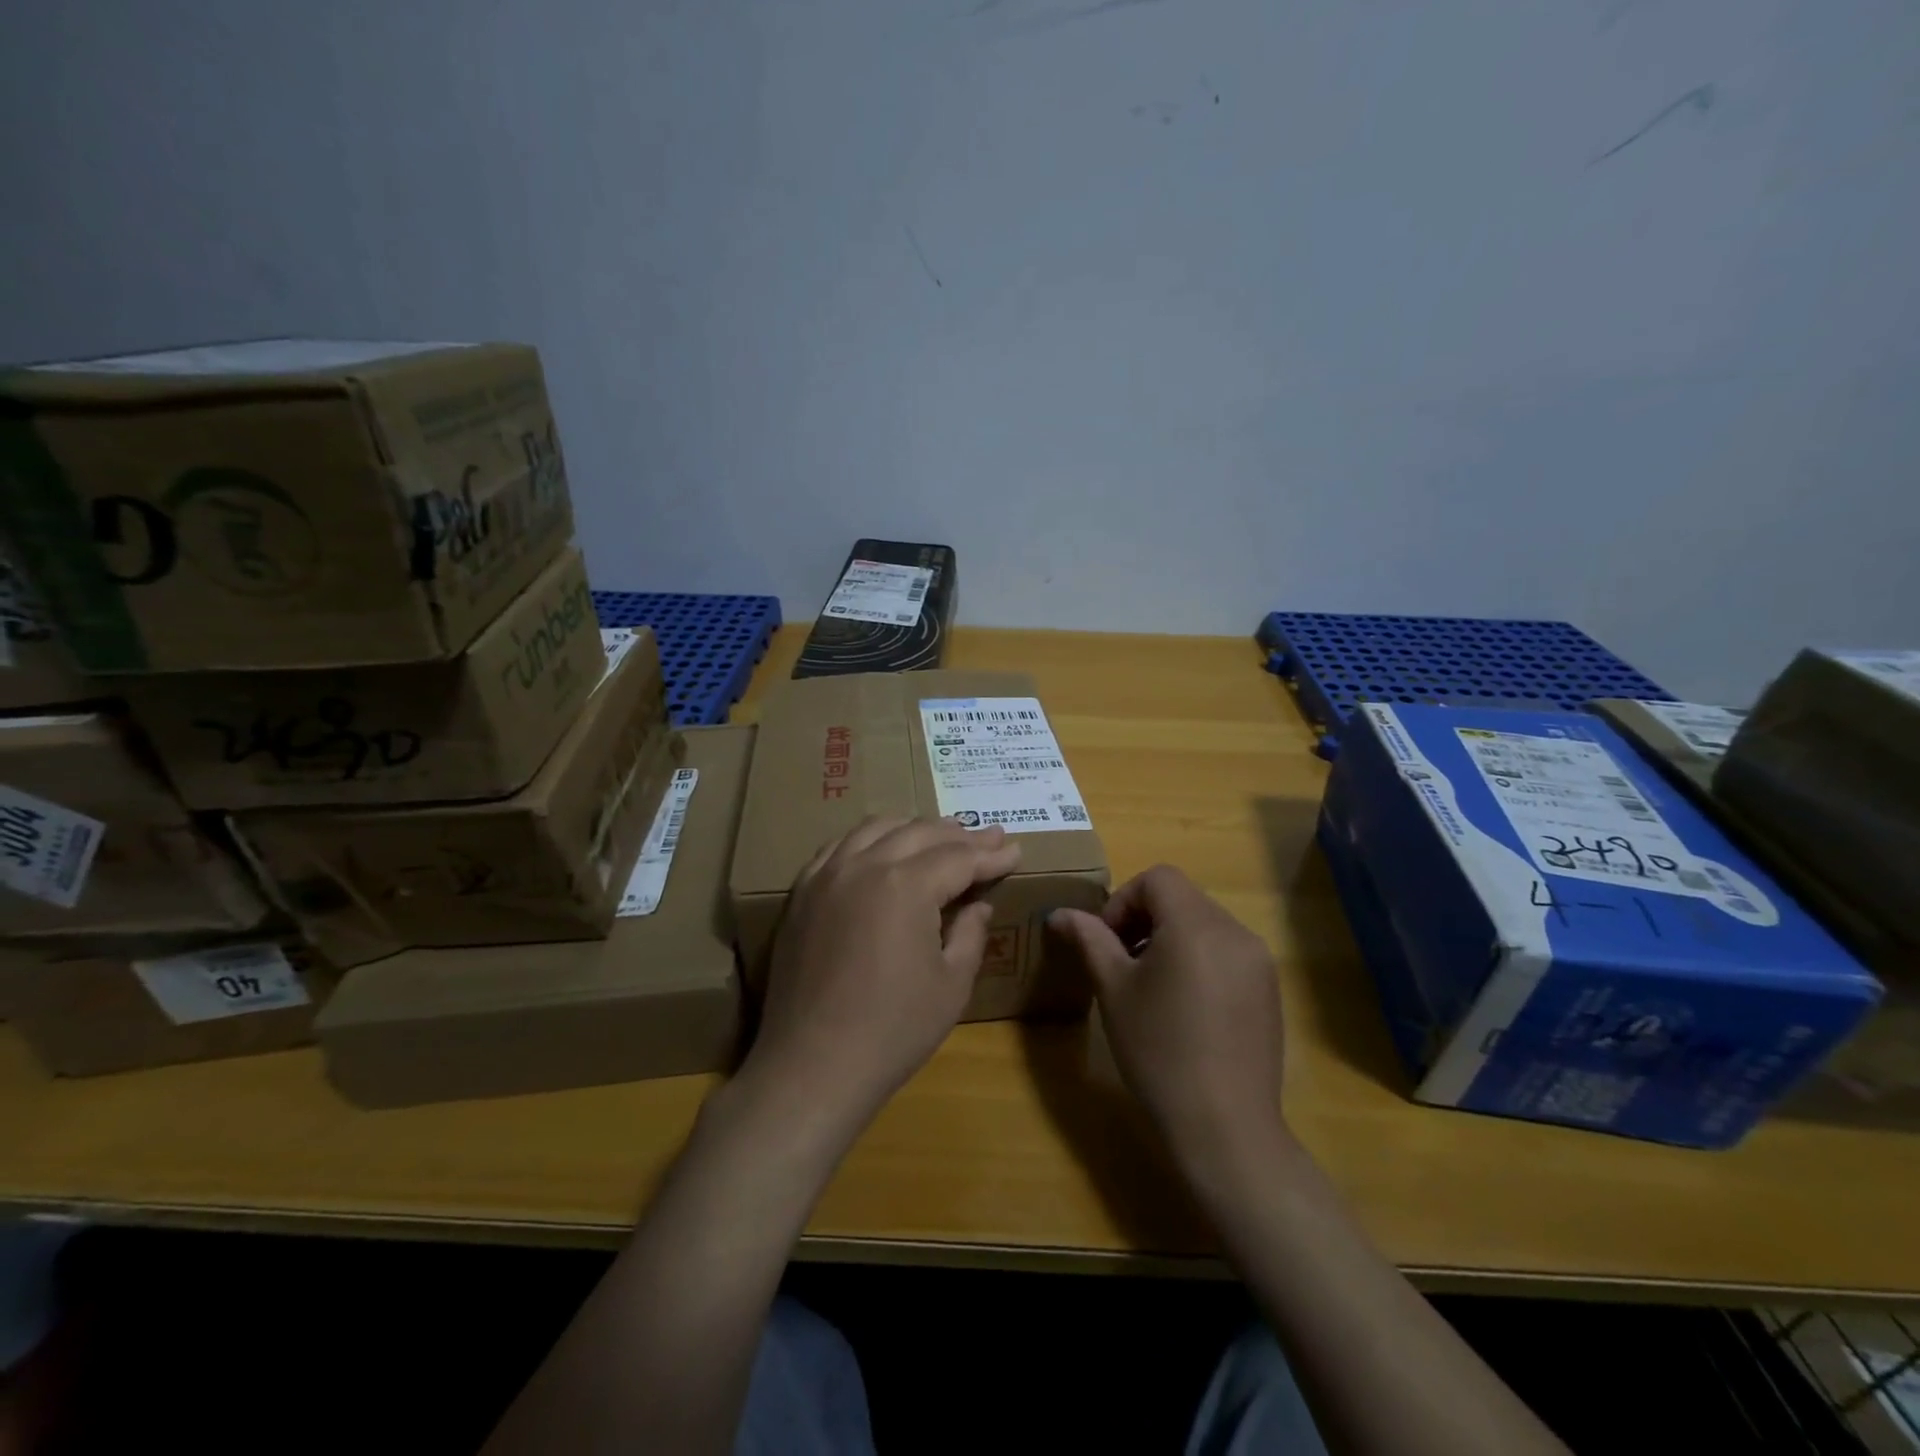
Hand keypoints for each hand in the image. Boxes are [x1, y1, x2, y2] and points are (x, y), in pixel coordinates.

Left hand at [745, 817, 1020, 1128]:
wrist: (812, 1066)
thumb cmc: (892, 1031)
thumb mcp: (951, 985)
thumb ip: (970, 933)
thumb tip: (978, 904)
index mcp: (906, 885)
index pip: (959, 857)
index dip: (992, 855)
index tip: (1016, 850)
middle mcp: (864, 865)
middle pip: (920, 833)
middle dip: (960, 835)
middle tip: (990, 839)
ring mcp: (827, 875)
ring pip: (877, 828)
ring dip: (915, 828)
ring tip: (941, 836)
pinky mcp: (802, 892)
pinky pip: (839, 846)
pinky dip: (870, 839)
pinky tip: (882, 849)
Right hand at [1050, 866, 1286, 1174]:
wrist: (1224, 1126)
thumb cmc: (1158, 1050)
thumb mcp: (1113, 990)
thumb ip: (1089, 940)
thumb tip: (1059, 913)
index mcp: (1196, 924)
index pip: (1157, 878)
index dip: (1124, 900)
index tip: (1108, 942)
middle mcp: (1234, 931)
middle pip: (1182, 898)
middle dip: (1145, 919)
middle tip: (1122, 963)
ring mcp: (1258, 961)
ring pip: (1204, 924)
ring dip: (1171, 938)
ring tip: (1152, 987)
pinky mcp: (1269, 989)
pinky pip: (1227, 952)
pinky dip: (1199, 959)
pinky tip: (1185, 1008)